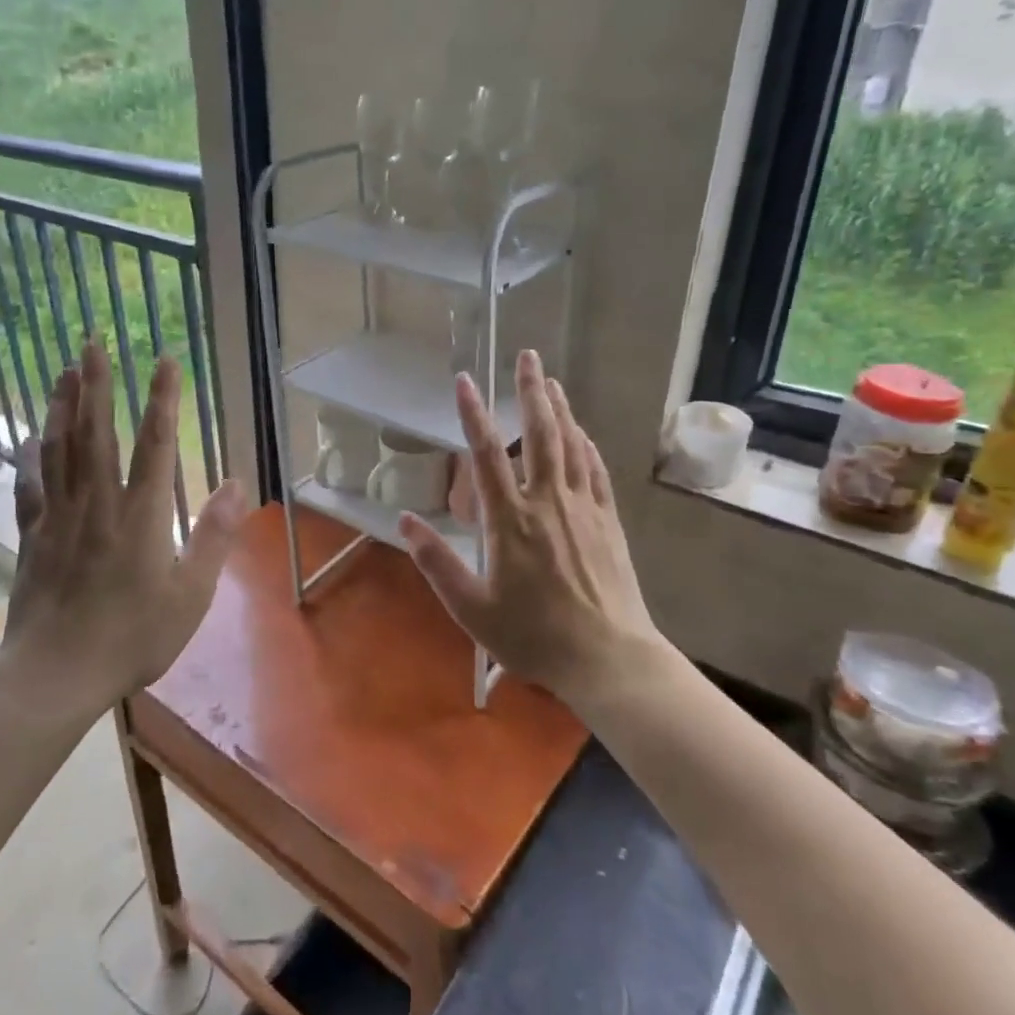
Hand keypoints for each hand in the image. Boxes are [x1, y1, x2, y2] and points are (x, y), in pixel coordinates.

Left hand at [0, 341, 248, 721]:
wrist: (56, 673)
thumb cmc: (133, 636)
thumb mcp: (191, 593)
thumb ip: (214, 536)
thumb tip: (238, 484)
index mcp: (141, 515)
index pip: (155, 444)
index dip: (162, 399)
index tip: (166, 361)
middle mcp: (98, 503)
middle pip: (96, 432)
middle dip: (96, 384)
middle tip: (92, 343)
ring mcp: (60, 517)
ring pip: (60, 449)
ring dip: (62, 406)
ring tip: (64, 371)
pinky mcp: (34, 536)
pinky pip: (32, 486)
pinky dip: (31, 457)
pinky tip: (30, 438)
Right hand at [399, 351, 660, 707]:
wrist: (607, 658)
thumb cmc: (533, 636)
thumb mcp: (472, 608)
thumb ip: (437, 562)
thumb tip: (406, 520)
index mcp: (511, 521)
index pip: (488, 455)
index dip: (474, 415)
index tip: (465, 381)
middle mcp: (548, 503)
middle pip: (541, 435)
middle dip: (532, 392)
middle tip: (529, 356)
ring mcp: (583, 509)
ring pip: (572, 446)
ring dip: (561, 410)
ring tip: (553, 381)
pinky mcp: (608, 522)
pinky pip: (596, 471)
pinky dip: (587, 445)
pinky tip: (582, 434)